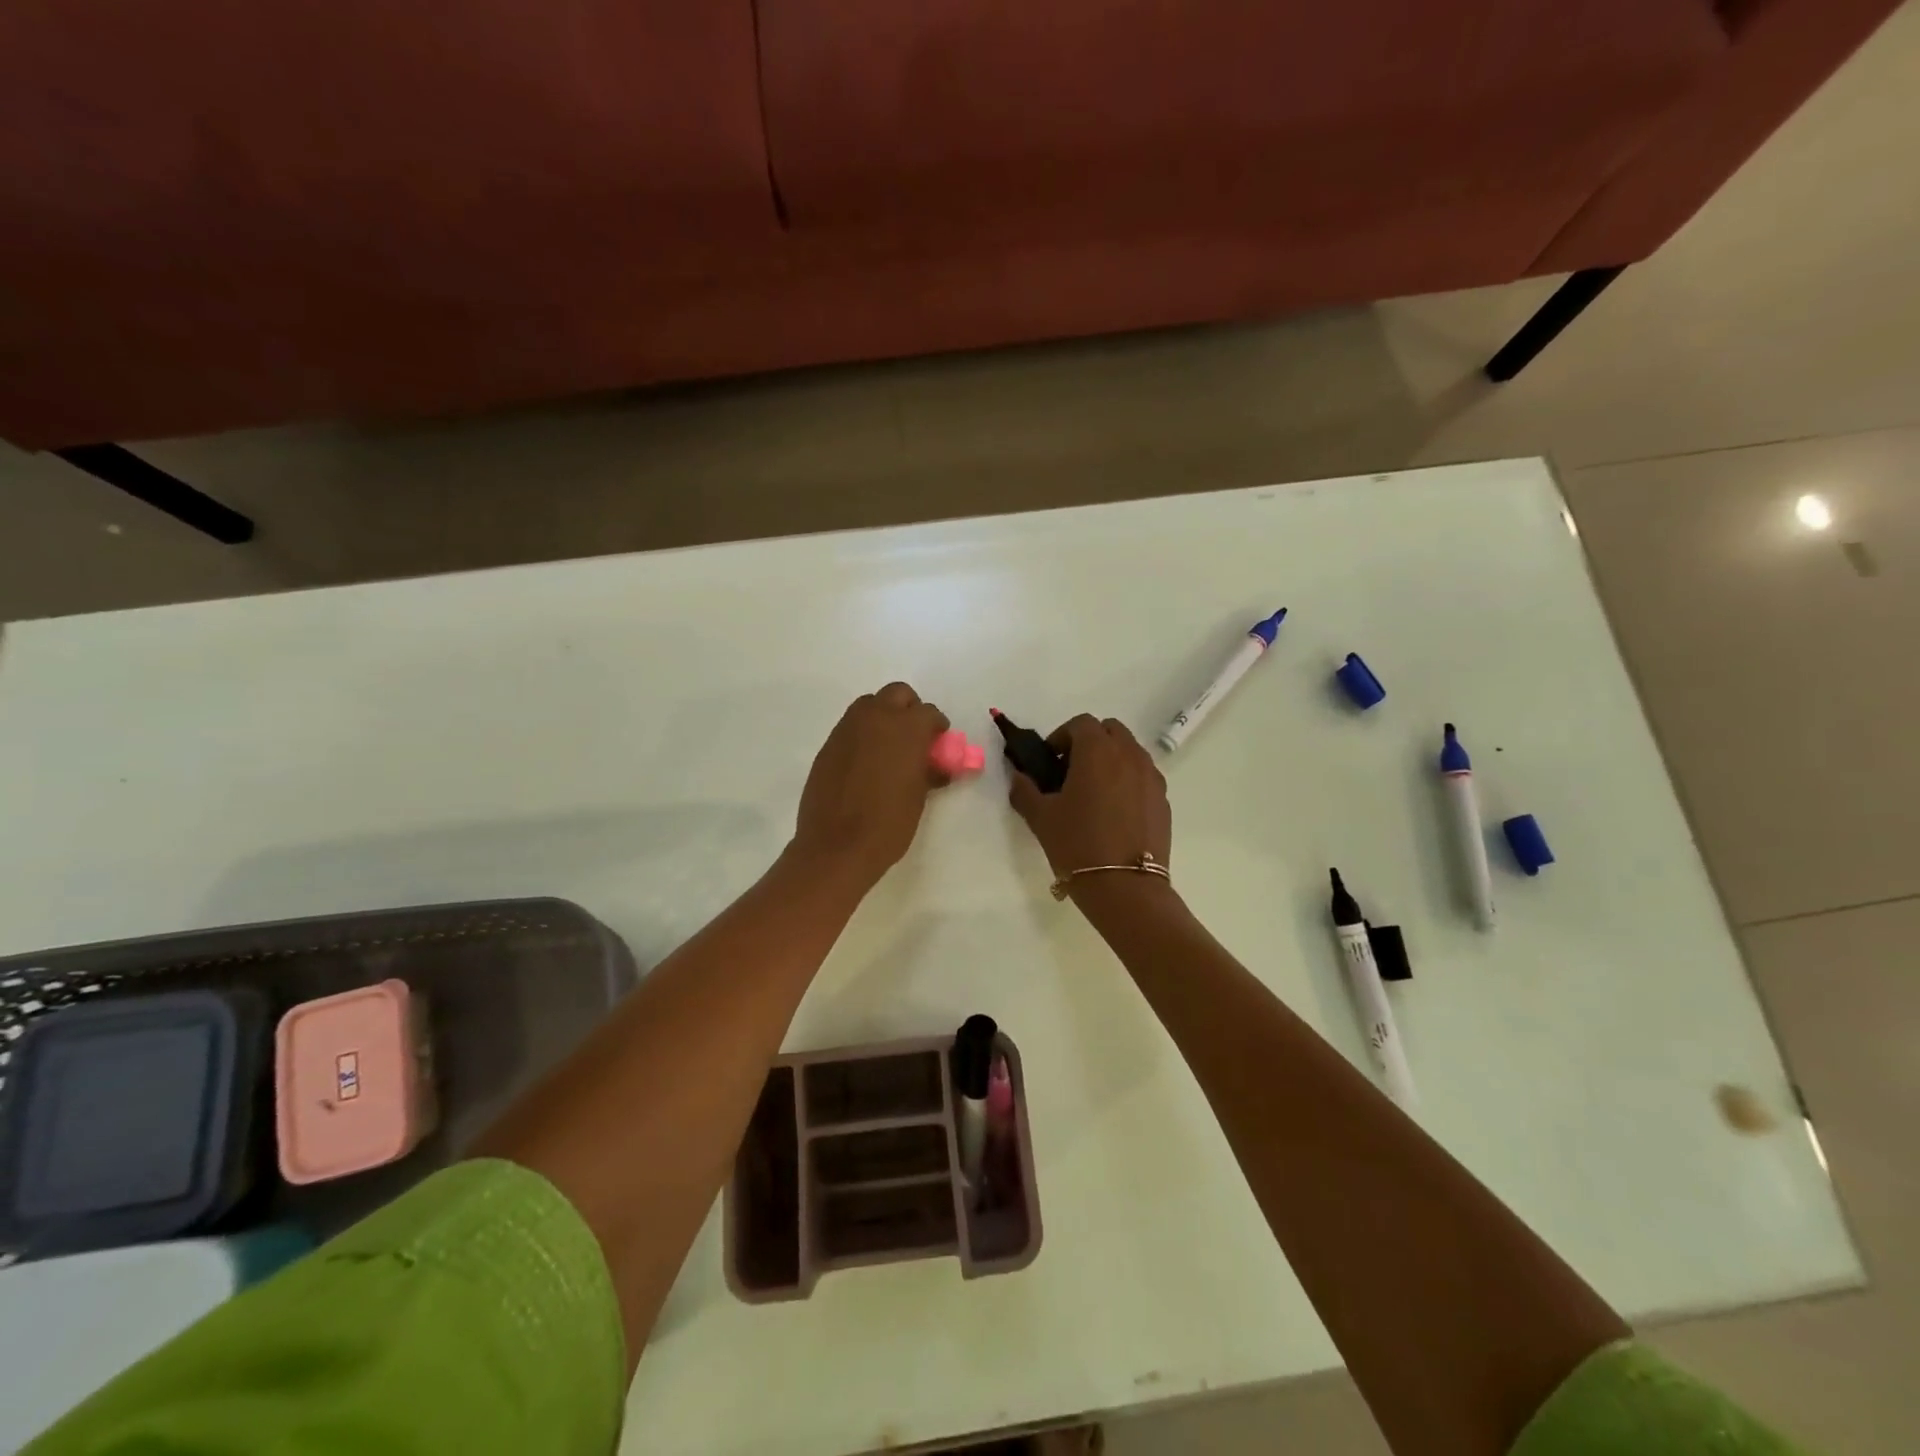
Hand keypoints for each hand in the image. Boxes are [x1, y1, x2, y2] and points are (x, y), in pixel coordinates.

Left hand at [792, 683, 949, 889]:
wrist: (836, 846)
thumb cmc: (888, 824)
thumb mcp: (919, 797)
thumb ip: (929, 771)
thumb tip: (937, 765)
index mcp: (906, 729)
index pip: (929, 712)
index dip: (937, 727)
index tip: (939, 743)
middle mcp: (876, 718)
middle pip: (898, 694)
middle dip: (909, 709)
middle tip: (914, 737)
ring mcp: (847, 729)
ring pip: (870, 705)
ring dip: (884, 717)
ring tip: (889, 748)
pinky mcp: (828, 745)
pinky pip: (851, 727)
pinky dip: (863, 735)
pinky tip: (866, 763)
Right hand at [1008, 715, 1171, 882]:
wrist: (1125, 887)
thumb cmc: (1077, 845)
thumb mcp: (1040, 817)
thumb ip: (1025, 790)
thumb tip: (1019, 777)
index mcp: (1097, 751)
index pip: (1081, 723)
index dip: (1062, 736)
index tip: (1050, 761)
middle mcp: (1129, 755)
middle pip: (1110, 731)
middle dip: (1090, 742)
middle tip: (1071, 771)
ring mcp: (1151, 777)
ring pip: (1130, 752)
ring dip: (1111, 760)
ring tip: (1094, 792)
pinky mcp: (1164, 800)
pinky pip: (1143, 776)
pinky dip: (1128, 781)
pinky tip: (1114, 812)